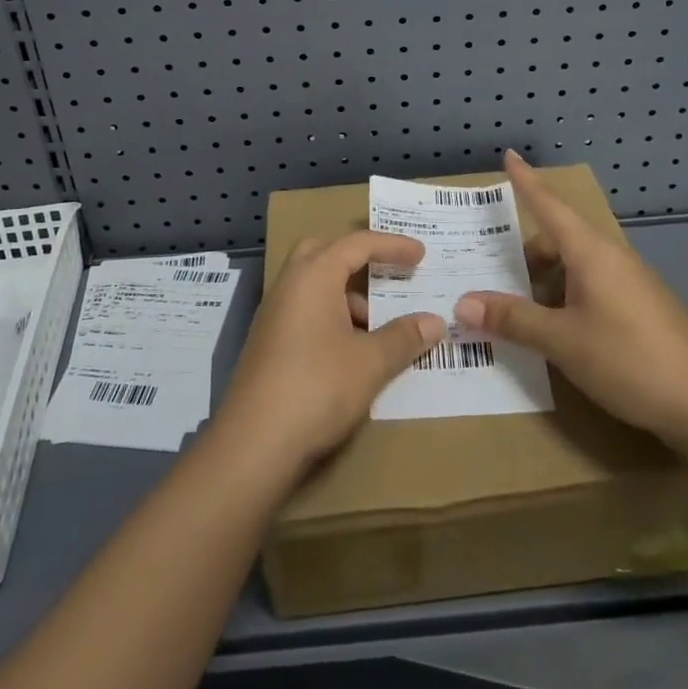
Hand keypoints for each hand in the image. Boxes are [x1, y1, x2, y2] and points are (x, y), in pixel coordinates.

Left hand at [215, 231, 445, 478]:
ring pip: (314, 284)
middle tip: (388, 271)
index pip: (357, 243)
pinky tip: (352, 350)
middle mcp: (290, 284)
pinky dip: (332, 315)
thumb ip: (404, 337)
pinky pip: (305, 309)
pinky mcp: (268, 342)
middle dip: (359, 257)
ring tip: (379, 326)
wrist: (253, 444)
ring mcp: (274, 313)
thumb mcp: (370, 363)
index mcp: (314, 275)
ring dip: (347, 294)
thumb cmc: (317, 389)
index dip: (392, 245)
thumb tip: (434, 321)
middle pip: (326, 251)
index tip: (421, 254)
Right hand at [454, 151, 687, 445]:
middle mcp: (611, 257)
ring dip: (546, 281)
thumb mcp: (562, 341)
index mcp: (590, 252)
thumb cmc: (629, 359)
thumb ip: (513, 320)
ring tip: (521, 312)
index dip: (526, 181)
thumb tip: (462, 304)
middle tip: (492, 276)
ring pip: (576, 267)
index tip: (509, 155)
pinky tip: (560, 331)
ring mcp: (631, 282)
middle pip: (558, 240)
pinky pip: (593, 286)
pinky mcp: (642, 307)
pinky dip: (567, 297)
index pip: (549, 205)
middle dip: (525, 254)